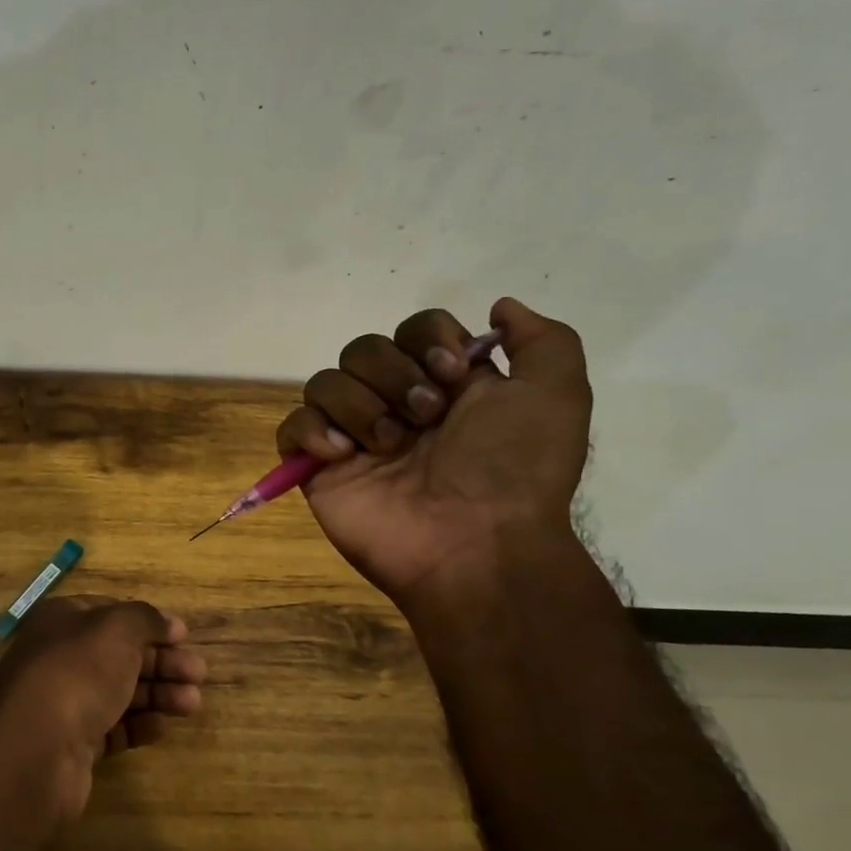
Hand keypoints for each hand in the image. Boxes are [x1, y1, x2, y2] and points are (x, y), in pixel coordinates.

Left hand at [0, 596, 205, 823]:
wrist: (35, 748)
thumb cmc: (77, 672)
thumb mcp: (116, 629)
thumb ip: (144, 619)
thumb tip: (168, 622)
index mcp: (63, 620)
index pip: (110, 613)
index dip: (148, 623)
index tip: (183, 636)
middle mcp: (60, 657)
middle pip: (119, 655)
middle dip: (161, 662)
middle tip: (199, 674)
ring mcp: (65, 703)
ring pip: (119, 693)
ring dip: (158, 694)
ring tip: (193, 704)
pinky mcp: (73, 745)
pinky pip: (112, 730)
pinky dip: (138, 726)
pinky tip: (161, 728)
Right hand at [275, 297, 590, 605]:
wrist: (474, 542)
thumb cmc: (514, 468)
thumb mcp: (558, 394)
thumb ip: (542, 339)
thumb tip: (498, 308)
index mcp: (445, 386)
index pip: (413, 329)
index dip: (428, 339)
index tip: (454, 373)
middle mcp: (396, 405)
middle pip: (363, 348)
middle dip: (394, 375)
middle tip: (426, 417)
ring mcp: (353, 436)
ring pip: (324, 382)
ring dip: (359, 406)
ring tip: (388, 446)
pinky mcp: (318, 468)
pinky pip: (292, 427)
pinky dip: (312, 432)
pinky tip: (344, 455)